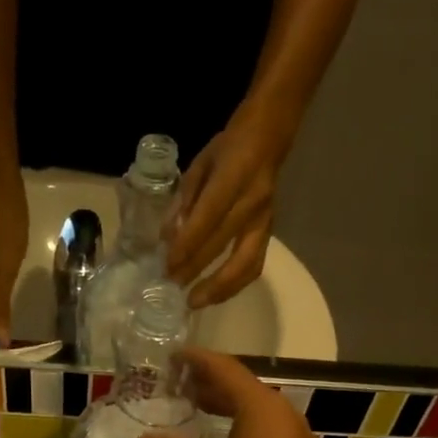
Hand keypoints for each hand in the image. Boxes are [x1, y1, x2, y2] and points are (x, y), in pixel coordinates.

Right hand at [129, 349, 348, 437]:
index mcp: (260, 407)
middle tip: (171, 385)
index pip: (224, 369)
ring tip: (187, 410)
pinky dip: (232, 428)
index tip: (170, 356)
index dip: (195, 360)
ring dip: (219, 408)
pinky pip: (258, 431)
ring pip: (249, 411)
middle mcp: (279, 414)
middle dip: (205, 384)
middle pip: (238, 387)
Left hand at [164, 104, 290, 308]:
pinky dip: (235, 285)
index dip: (187, 244)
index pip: (208, 217)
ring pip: (245, 263)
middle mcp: (252, 201)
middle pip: (222, 244)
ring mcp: (264, 219)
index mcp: (233, 176)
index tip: (167, 265)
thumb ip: (184, 201)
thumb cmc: (229, 148)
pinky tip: (216, 295)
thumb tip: (168, 238)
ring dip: (219, 288)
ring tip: (195, 302)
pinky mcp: (270, 232)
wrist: (270, 136)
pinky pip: (254, 265)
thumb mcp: (200, 164)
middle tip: (171, 286)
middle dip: (194, 269)